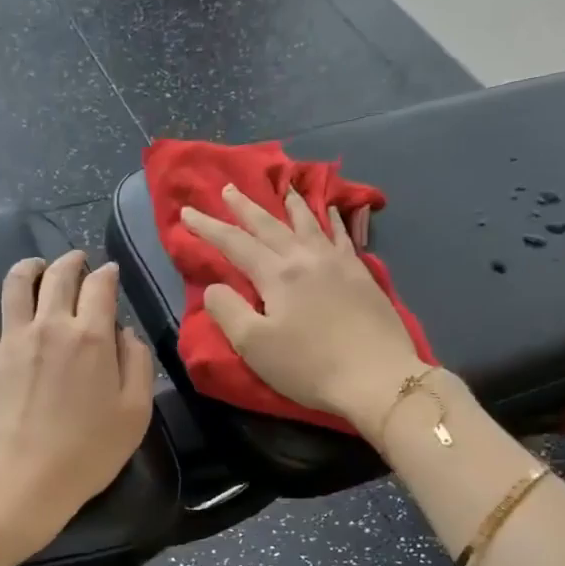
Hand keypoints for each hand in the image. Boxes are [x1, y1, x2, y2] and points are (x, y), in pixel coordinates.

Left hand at [0, 250, 155, 565]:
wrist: (23, 480)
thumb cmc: (88, 453)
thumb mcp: (135, 413)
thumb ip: (138, 364)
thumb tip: (126, 333)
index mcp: (91, 336)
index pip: (100, 287)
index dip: (107, 274)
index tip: (110, 273)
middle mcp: (50, 326)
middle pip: (59, 277)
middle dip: (71, 262)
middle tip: (77, 261)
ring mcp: (11, 340)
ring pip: (16, 286)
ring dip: (27, 268)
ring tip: (34, 265)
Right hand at [181, 185, 431, 431]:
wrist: (377, 377)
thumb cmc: (309, 366)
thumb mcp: (254, 346)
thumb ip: (227, 311)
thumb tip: (214, 287)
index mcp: (277, 275)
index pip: (234, 244)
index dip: (208, 228)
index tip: (187, 212)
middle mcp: (306, 258)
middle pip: (270, 226)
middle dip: (246, 207)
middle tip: (229, 188)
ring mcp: (338, 263)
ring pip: (309, 223)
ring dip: (291, 205)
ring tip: (283, 188)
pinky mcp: (362, 275)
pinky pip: (342, 236)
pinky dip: (332, 220)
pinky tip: (331, 211)